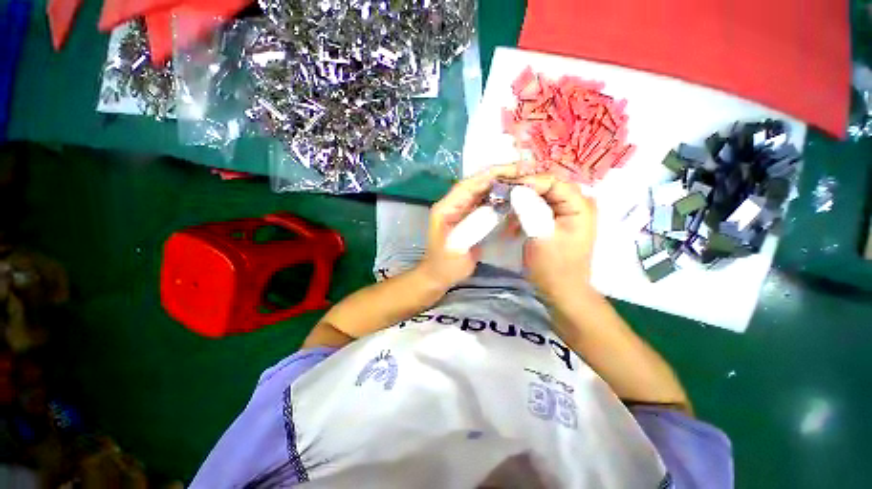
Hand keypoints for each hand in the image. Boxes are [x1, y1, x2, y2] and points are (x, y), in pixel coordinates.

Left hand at [419, 164, 520, 289]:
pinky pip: (485, 204)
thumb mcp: (457, 247)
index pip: (468, 185)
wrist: (439, 276)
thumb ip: (473, 227)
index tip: (512, 170)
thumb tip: (495, 208)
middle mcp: (453, 204)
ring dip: (500, 186)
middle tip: (523, 171)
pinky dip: (498, 199)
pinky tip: (512, 198)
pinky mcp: (469, 218)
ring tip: (522, 181)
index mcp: (446, 207)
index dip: (489, 175)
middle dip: (499, 176)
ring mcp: (461, 210)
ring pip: (482, 192)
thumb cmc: (444, 264)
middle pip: (477, 185)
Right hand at [516, 174, 597, 300]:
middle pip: (548, 186)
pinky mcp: (560, 220)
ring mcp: (570, 212)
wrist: (561, 290)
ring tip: (505, 208)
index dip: (528, 182)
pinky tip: (513, 220)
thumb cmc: (552, 266)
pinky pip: (541, 207)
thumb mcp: (540, 236)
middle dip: (524, 190)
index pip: (552, 181)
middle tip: (502, 195)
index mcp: (580, 206)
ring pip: (543, 196)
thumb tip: (516, 188)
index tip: (505, 187)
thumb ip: (529, 209)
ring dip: (523, 201)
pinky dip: (526, 211)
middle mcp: (578, 203)